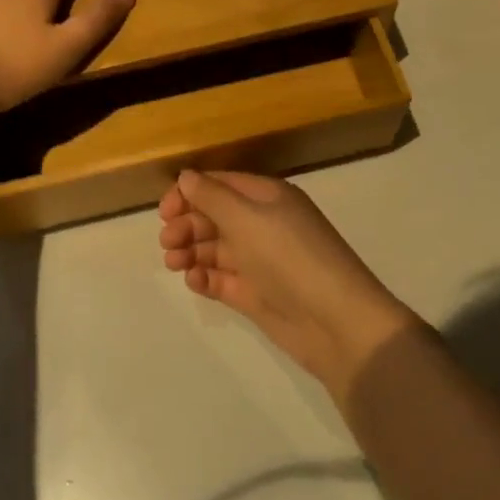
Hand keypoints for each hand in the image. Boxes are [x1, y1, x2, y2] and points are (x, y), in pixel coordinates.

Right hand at [158, 171, 421, 397]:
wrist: (336, 321)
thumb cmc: (290, 257)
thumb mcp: (247, 218)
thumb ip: (212, 197)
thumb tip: (185, 177)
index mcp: (267, 198)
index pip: (220, 185)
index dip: (189, 193)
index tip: (164, 211)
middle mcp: (263, 224)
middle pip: (214, 216)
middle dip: (187, 224)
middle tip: (168, 242)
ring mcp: (259, 261)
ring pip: (215, 248)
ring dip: (191, 251)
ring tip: (175, 262)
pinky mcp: (256, 295)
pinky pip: (222, 279)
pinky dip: (205, 277)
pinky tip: (194, 281)